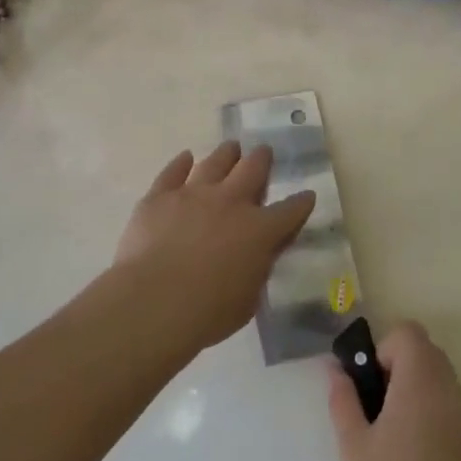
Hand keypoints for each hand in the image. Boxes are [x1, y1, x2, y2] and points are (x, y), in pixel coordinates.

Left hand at [114, 141, 314, 350]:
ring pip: (215, 162)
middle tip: (263, 152)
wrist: (154, 302)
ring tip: (231, 148)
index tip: (306, 196)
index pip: (291, 210)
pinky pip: (173, 171)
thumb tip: (258, 256)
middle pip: (253, 169)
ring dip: (227, 154)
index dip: (301, 203)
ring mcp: (193, 194)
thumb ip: (257, 270)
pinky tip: (185, 158)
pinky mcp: (160, 196)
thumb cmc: (208, 312)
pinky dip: (181, 163)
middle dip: (262, 159)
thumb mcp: (249, 298)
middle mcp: (230, 202)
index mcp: (260, 230)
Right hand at [327, 321, 460, 460]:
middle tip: (377, 411)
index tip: (371, 385)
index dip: (385, 349)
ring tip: (397, 442)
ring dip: (420, 397)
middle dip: (401, 370)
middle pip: (430, 356)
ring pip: (445, 388)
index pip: (409, 333)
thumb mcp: (352, 446)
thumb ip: (343, 399)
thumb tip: (336, 370)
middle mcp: (453, 395)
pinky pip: (457, 420)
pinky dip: (438, 426)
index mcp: (421, 385)